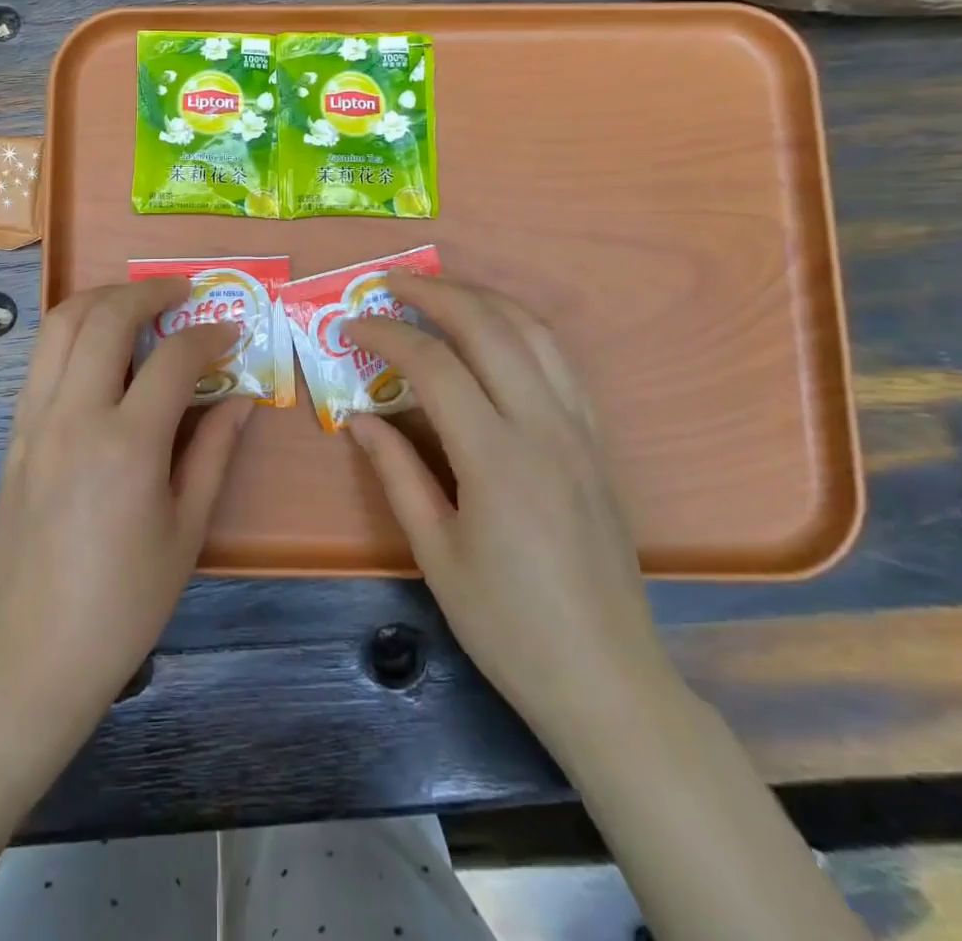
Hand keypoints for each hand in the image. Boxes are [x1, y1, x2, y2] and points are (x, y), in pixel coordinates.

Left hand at [0, 279, 251, 739]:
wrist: (35, 651)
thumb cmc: (125, 600)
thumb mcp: (187, 530)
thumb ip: (214, 452)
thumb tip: (242, 399)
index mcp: (127, 445)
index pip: (173, 359)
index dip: (208, 336)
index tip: (230, 333)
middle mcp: (73, 416)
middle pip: (105, 318)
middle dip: (148, 291)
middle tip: (181, 291)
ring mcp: (34, 420)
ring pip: (59, 325)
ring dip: (101, 299)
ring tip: (136, 301)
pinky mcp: (13, 433)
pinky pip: (41, 359)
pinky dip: (72, 333)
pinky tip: (99, 348)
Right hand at [347, 276, 667, 746]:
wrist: (608, 679)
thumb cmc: (508, 625)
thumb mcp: (435, 553)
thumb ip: (395, 473)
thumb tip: (359, 419)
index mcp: (496, 457)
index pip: (435, 366)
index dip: (388, 335)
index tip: (353, 326)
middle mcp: (544, 426)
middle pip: (490, 327)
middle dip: (436, 293)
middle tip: (391, 283)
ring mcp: (581, 429)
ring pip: (535, 332)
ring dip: (483, 299)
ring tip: (440, 291)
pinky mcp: (599, 442)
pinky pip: (561, 361)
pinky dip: (522, 328)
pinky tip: (496, 333)